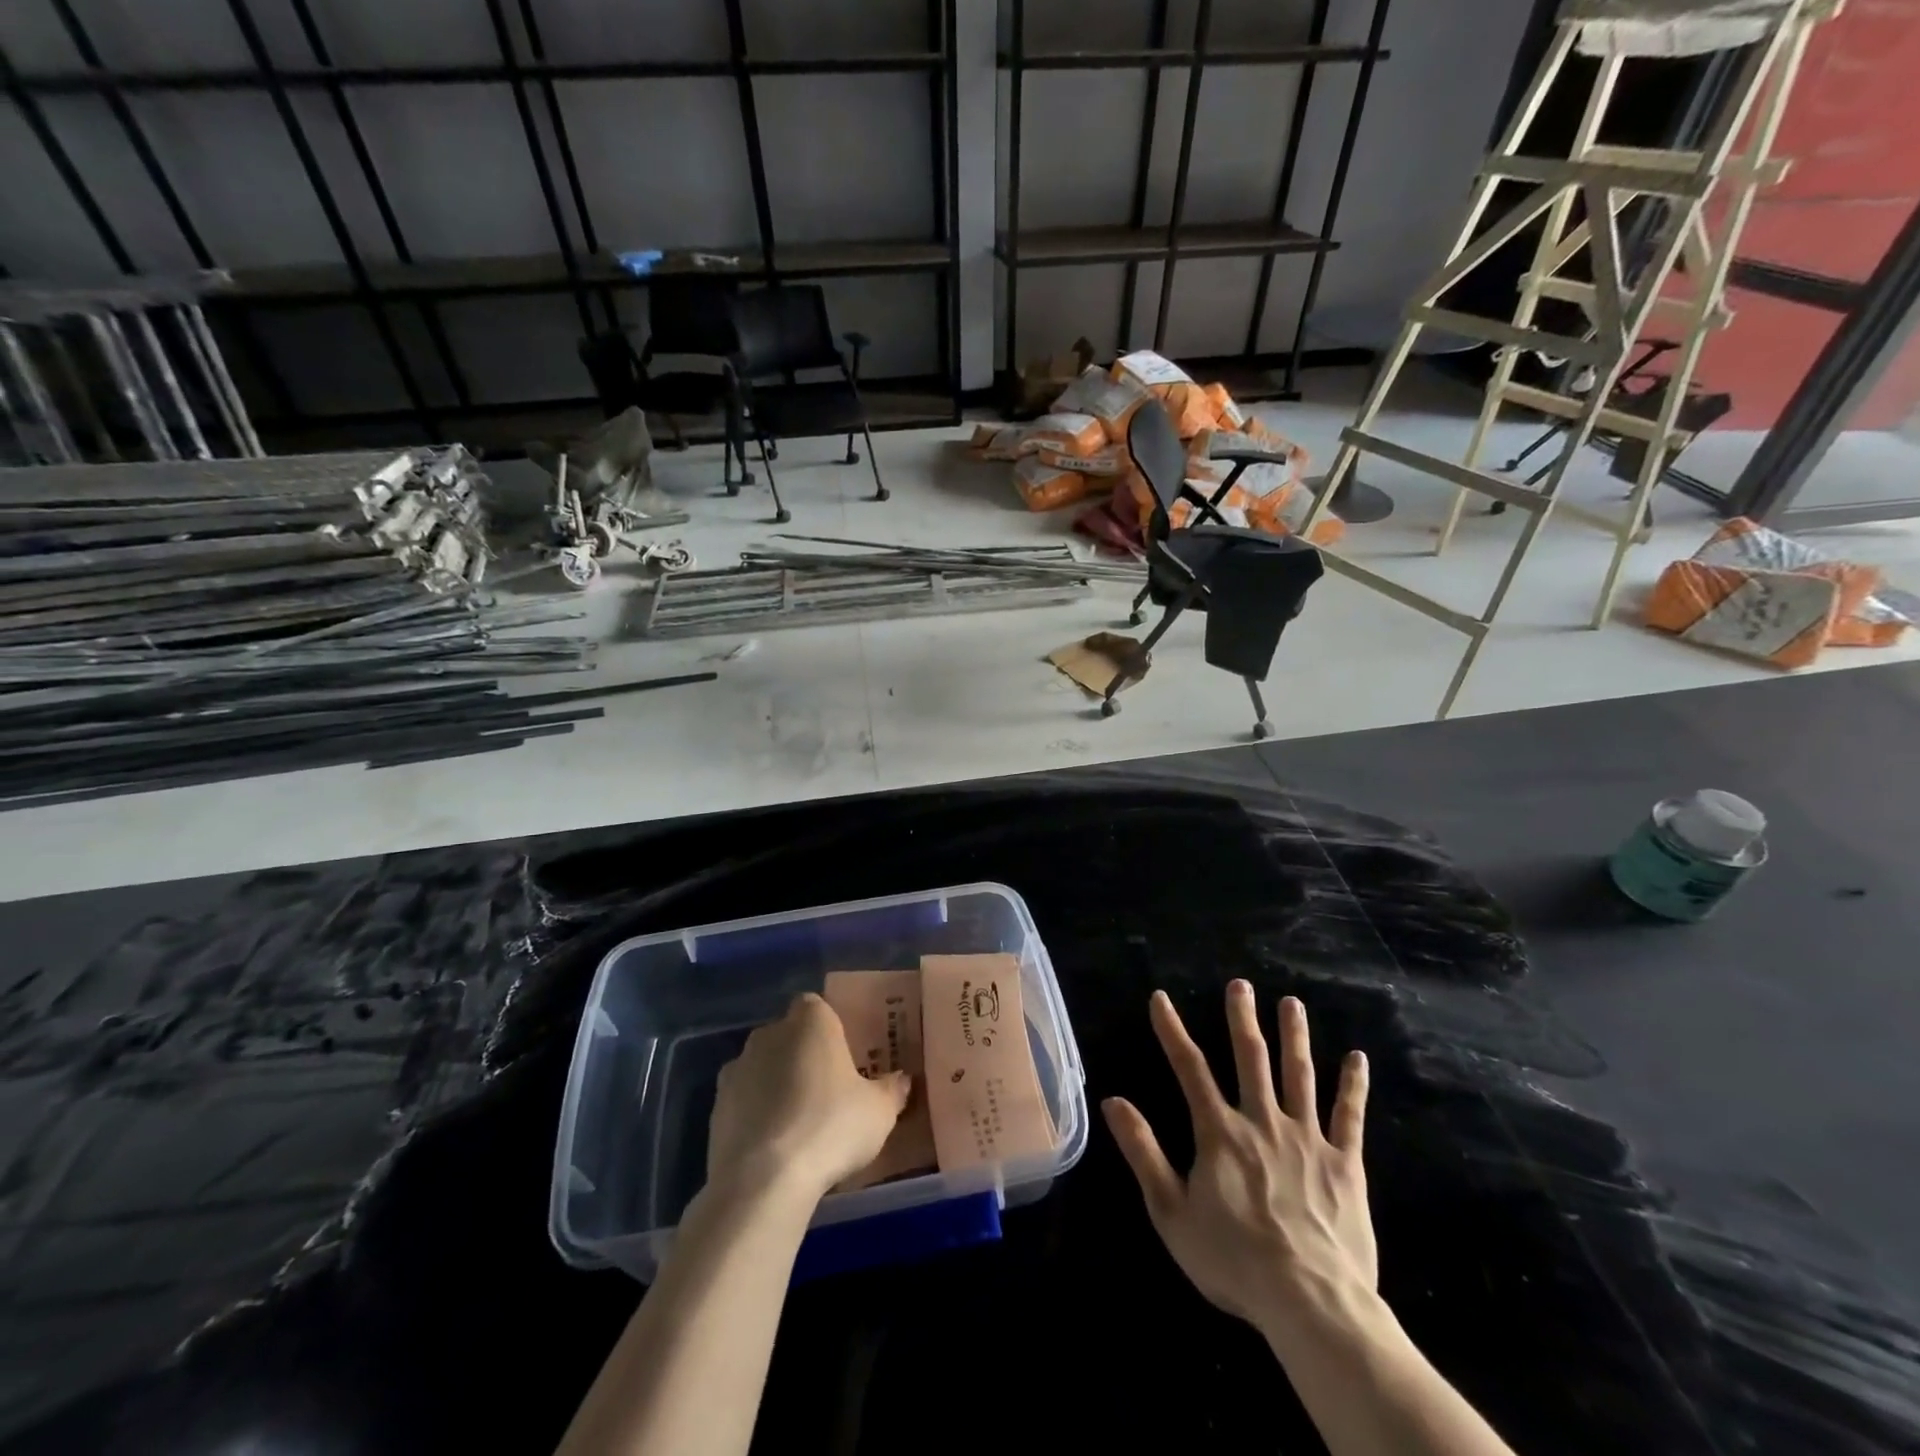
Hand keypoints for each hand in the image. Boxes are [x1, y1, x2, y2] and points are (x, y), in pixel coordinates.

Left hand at [707, 993, 910, 1202]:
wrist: (763, 1181)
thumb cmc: (831, 1128)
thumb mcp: (879, 1112)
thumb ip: (892, 1090)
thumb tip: (902, 1080)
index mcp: (811, 1021)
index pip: (817, 1006)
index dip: (829, 1028)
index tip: (844, 1056)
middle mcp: (769, 1033)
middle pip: (789, 1035)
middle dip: (803, 1055)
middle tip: (827, 1090)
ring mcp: (737, 1069)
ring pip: (763, 1067)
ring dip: (776, 1084)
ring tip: (799, 1123)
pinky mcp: (715, 1107)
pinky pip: (743, 1100)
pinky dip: (755, 1114)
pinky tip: (773, 1146)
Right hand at [1103, 984, 1375, 1342]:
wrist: (1311, 1303)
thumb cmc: (1233, 1260)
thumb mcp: (1171, 1211)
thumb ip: (1142, 1151)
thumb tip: (1112, 1100)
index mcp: (1219, 1132)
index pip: (1189, 1068)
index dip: (1171, 1030)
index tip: (1160, 998)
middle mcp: (1262, 1121)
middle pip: (1251, 1058)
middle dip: (1242, 1018)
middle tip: (1241, 984)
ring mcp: (1307, 1139)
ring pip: (1299, 1075)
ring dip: (1294, 1036)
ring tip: (1291, 1003)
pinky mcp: (1344, 1163)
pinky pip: (1349, 1116)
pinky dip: (1353, 1085)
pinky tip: (1358, 1058)